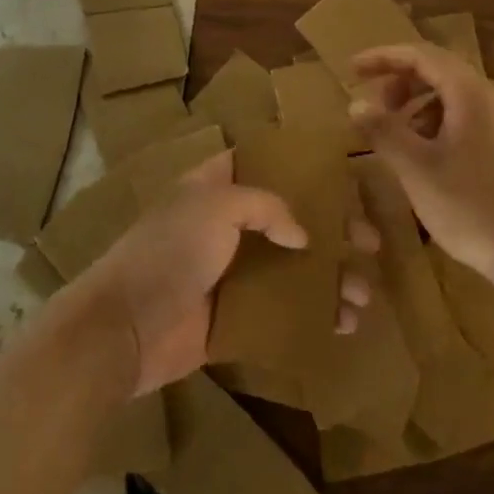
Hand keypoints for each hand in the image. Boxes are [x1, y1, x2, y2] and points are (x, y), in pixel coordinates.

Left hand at [77, 151, 377, 395]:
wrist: (124, 328)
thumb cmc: (169, 252)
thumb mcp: (215, 207)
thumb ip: (266, 207)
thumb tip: (302, 237)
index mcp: (215, 188)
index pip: (264, 164)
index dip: (302, 168)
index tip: (343, 179)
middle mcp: (226, 225)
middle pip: (290, 219)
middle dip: (332, 231)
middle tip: (370, 243)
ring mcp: (231, 273)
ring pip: (292, 268)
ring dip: (330, 278)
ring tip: (361, 295)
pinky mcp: (234, 317)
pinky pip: (282, 312)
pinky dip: (312, 316)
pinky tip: (342, 324)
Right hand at [349, 42, 493, 290]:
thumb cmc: (473, 207)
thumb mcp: (417, 169)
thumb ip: (384, 131)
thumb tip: (357, 104)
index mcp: (471, 94)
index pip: (422, 54)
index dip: (383, 57)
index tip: (352, 70)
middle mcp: (492, 99)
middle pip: (440, 72)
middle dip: (401, 84)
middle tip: (374, 109)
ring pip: (454, 98)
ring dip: (418, 106)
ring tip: (396, 136)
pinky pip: (468, 120)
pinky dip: (438, 125)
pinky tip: (426, 159)